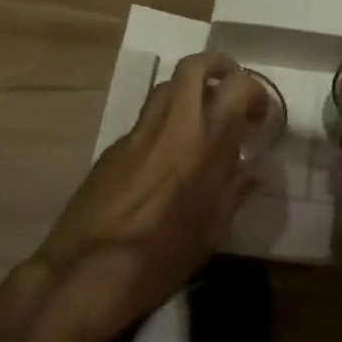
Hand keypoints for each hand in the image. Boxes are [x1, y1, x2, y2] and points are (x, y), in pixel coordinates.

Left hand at [34, 53, 265, 334]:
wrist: (84, 274)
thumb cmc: (159, 261)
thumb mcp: (210, 233)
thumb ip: (235, 191)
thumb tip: (254, 168)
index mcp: (203, 146)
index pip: (235, 87)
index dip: (253, 91)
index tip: (258, 116)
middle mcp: (171, 126)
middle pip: (193, 67)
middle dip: (218, 66)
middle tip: (231, 90)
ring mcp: (137, 133)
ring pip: (166, 86)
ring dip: (189, 89)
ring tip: (202, 118)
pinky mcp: (112, 147)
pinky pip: (145, 119)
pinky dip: (165, 121)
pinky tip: (168, 156)